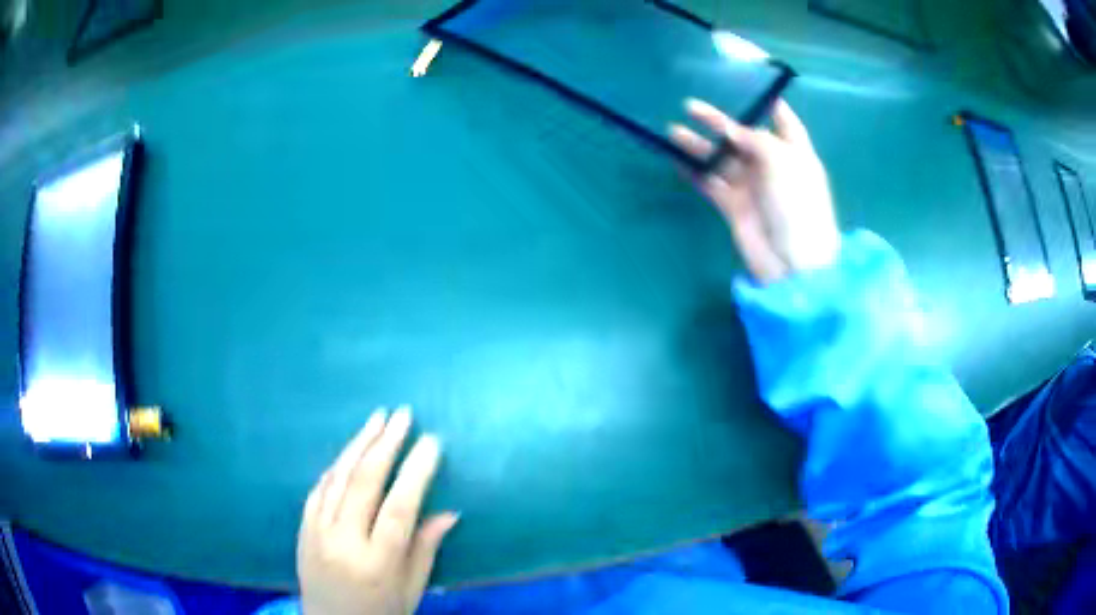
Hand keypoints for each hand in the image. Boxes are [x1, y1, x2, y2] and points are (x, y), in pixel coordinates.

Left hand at [297, 408, 458, 614]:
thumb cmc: (380, 613)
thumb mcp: (411, 590)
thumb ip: (425, 550)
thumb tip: (449, 513)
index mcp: (377, 562)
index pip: (400, 508)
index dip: (417, 471)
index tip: (431, 441)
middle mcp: (344, 542)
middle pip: (364, 484)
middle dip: (385, 444)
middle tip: (402, 415)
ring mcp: (317, 533)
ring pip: (338, 478)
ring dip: (358, 444)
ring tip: (376, 419)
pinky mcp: (303, 529)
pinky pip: (318, 489)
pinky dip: (336, 467)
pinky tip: (349, 451)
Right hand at [669, 99, 839, 283]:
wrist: (792, 262)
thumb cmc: (796, 205)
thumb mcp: (782, 161)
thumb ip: (754, 139)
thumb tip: (729, 129)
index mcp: (794, 153)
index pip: (785, 123)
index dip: (772, 106)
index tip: (754, 90)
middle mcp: (773, 166)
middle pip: (744, 137)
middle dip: (720, 122)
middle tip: (691, 107)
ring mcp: (752, 187)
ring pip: (722, 159)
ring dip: (700, 146)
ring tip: (673, 131)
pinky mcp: (734, 207)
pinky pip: (711, 183)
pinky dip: (695, 172)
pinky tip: (676, 161)